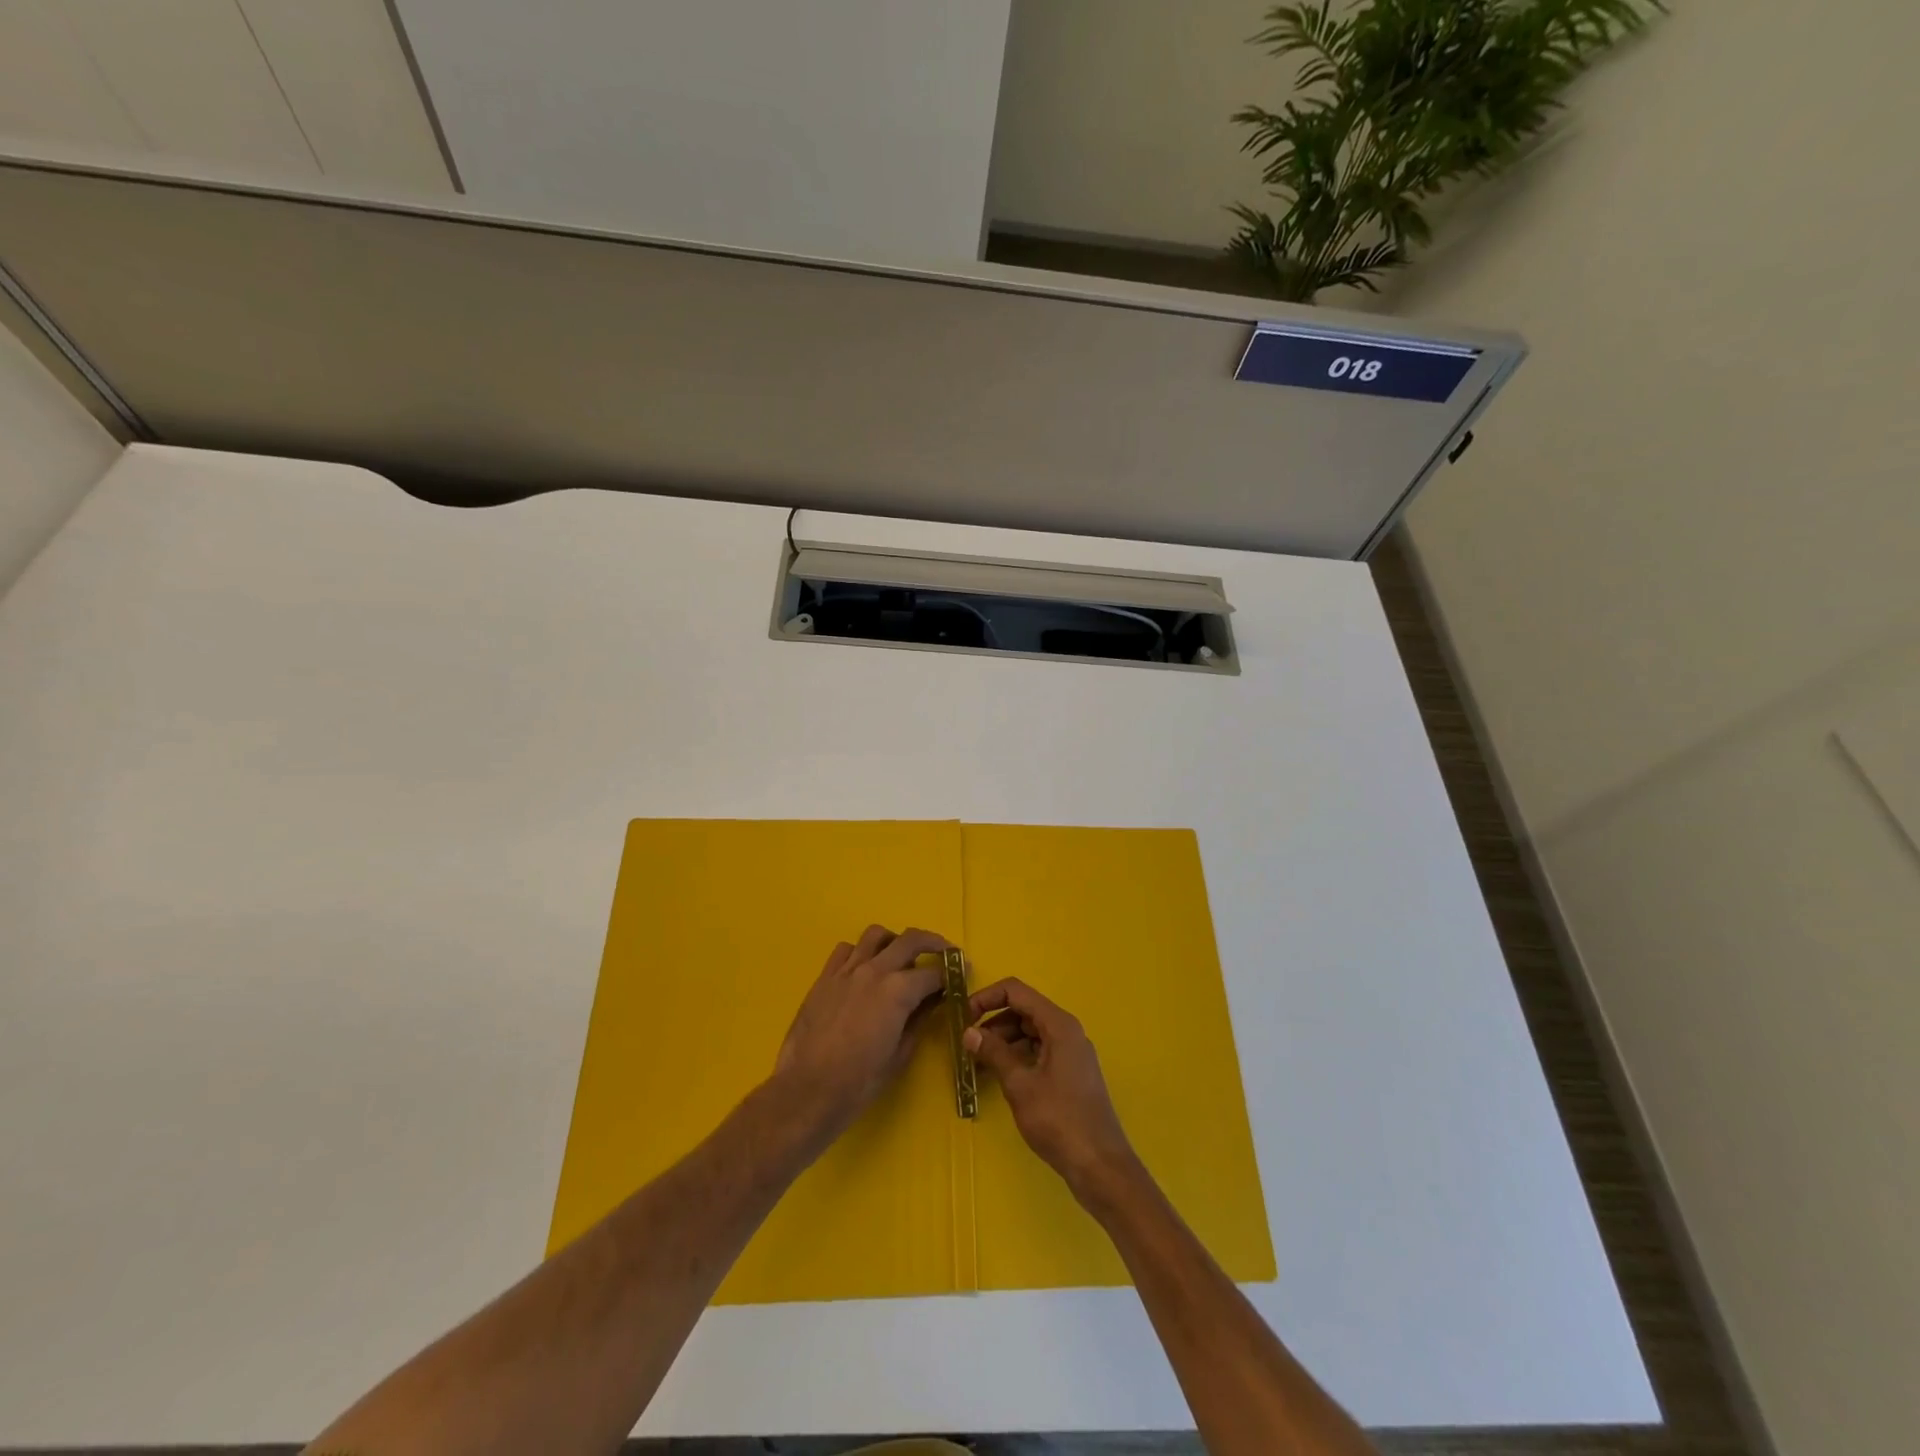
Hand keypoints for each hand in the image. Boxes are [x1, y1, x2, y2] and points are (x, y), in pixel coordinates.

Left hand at [775, 925, 945, 1141]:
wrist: (807, 1090)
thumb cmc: (859, 1082)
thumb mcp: (900, 1054)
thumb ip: (919, 1020)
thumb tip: (934, 1000)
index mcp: (898, 991)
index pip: (933, 972)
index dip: (951, 973)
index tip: (960, 974)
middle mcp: (874, 970)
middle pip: (910, 940)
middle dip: (934, 943)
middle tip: (945, 952)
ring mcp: (846, 970)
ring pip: (876, 935)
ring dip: (895, 941)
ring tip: (901, 957)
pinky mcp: (825, 977)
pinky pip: (846, 949)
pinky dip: (861, 952)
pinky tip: (865, 969)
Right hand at [964, 978, 1139, 1205]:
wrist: (1099, 1165)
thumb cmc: (1059, 1120)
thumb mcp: (1020, 1085)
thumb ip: (994, 1053)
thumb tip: (969, 1032)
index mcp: (1059, 1024)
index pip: (1017, 991)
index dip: (987, 998)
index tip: (963, 1016)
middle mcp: (1067, 1031)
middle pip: (1024, 1010)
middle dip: (993, 1021)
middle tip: (968, 1042)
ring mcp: (1071, 1052)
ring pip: (1031, 1032)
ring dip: (1004, 1040)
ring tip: (979, 1060)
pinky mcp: (1071, 1073)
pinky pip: (1039, 1051)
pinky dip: (1018, 1055)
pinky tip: (1000, 1074)